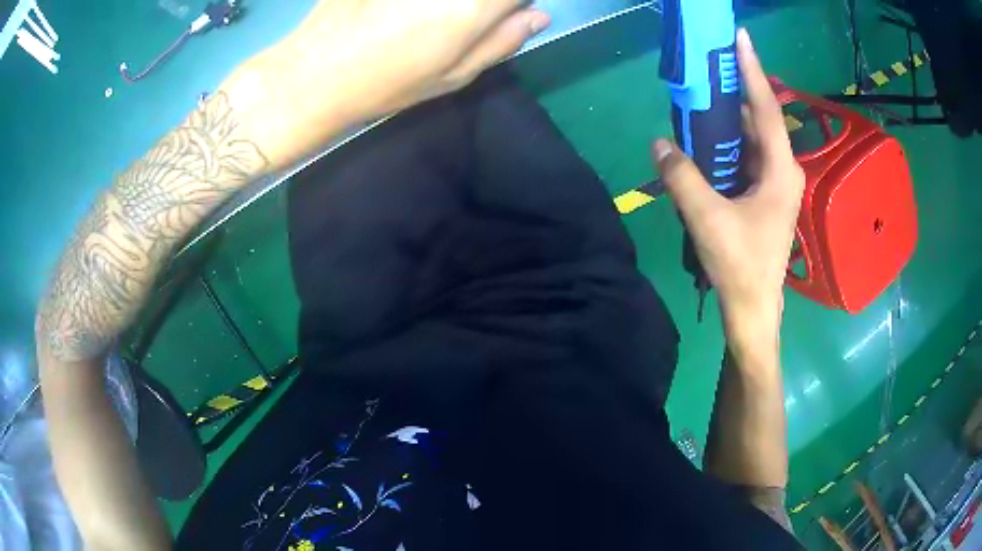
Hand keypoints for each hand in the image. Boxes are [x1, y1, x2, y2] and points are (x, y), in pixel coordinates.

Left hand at [284, 0, 550, 120]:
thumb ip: (501, 42)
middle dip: (484, 4)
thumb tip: (539, 15)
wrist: (314, 73)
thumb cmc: (387, 84)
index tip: (504, 11)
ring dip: (449, 5)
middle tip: (463, 19)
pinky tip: (401, 14)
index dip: (513, 1)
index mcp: (471, 9)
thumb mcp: (451, 77)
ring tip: (424, 23)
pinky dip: (417, 4)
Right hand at [653, 29, 804, 345]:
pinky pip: (747, 155)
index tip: (741, 38)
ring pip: (753, 137)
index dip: (753, 71)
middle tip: (709, 64)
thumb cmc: (739, 265)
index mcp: (780, 171)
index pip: (768, 109)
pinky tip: (706, 137)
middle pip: (761, 118)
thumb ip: (682, 177)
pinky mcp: (765, 195)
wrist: (753, 308)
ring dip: (730, 117)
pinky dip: (728, 142)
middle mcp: (783, 170)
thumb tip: (659, 143)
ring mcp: (776, 183)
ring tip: (702, 93)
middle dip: (736, 89)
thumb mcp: (707, 219)